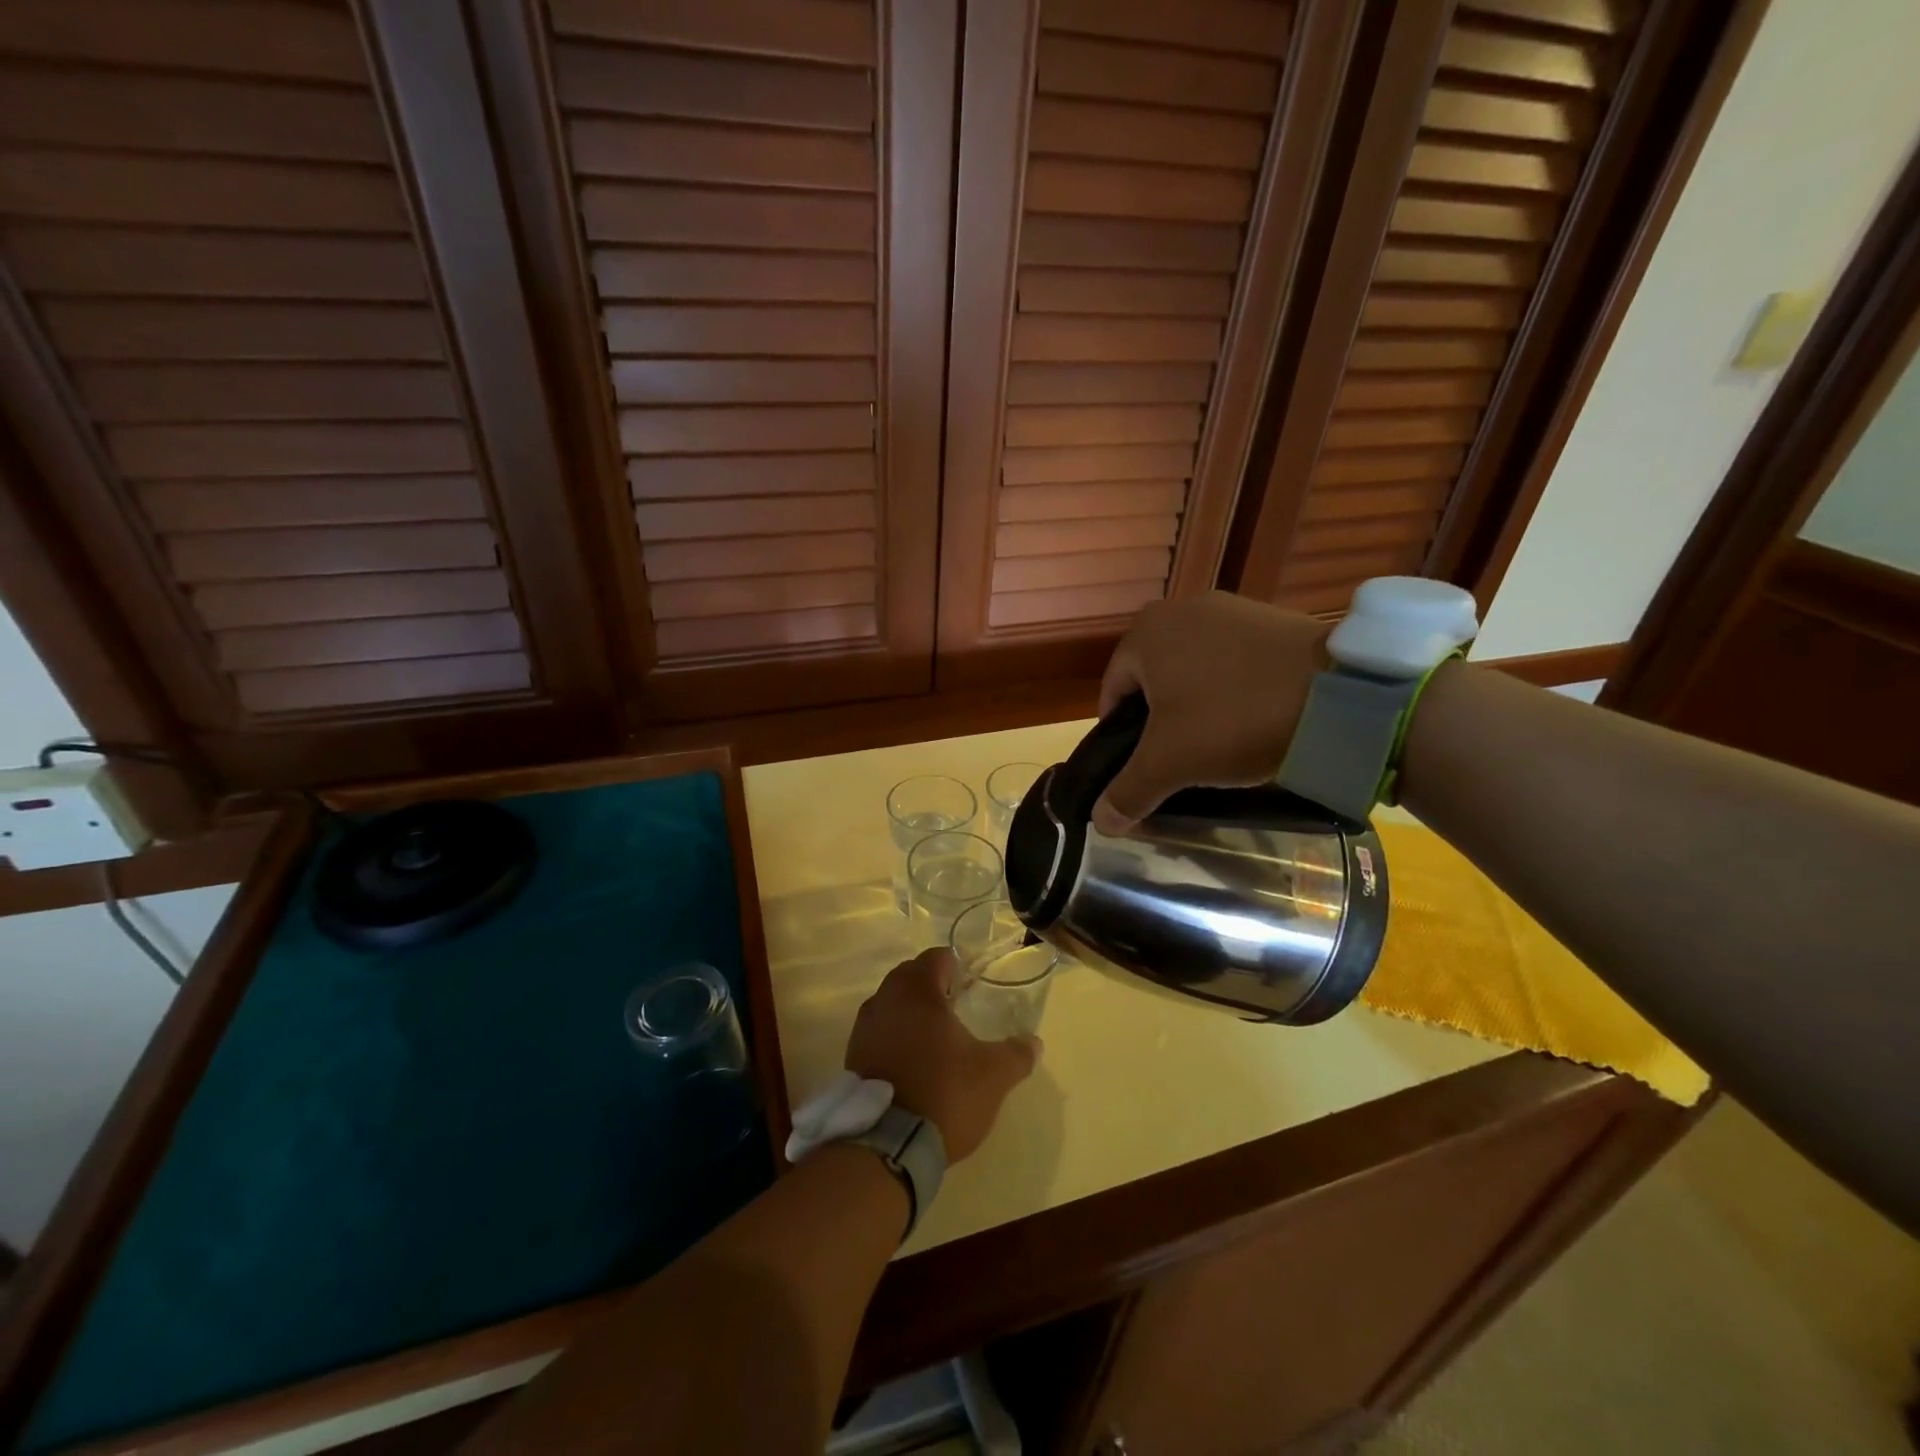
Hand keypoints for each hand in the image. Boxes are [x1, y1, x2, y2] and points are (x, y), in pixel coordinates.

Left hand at [844, 949, 1039, 1161]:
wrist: (887, 1145)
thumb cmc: (944, 1094)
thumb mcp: (993, 1076)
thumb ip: (1017, 1054)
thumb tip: (1034, 1043)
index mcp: (918, 991)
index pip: (936, 958)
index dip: (955, 966)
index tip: (970, 982)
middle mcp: (886, 999)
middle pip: (909, 975)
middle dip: (931, 984)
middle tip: (955, 1005)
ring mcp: (864, 1027)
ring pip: (891, 1002)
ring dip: (910, 1010)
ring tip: (934, 1034)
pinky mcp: (853, 1055)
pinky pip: (878, 1030)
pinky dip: (894, 1034)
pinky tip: (912, 1059)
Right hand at [1093, 592, 1330, 833]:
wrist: (1340, 696)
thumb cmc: (1233, 720)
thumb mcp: (1170, 764)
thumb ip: (1127, 791)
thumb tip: (1101, 823)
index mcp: (1145, 632)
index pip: (1112, 695)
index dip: (1120, 738)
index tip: (1144, 769)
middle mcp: (1181, 609)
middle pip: (1153, 682)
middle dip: (1161, 722)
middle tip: (1181, 759)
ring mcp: (1230, 609)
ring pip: (1194, 672)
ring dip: (1197, 707)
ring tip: (1220, 743)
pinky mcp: (1271, 619)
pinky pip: (1233, 662)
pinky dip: (1233, 691)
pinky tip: (1253, 718)